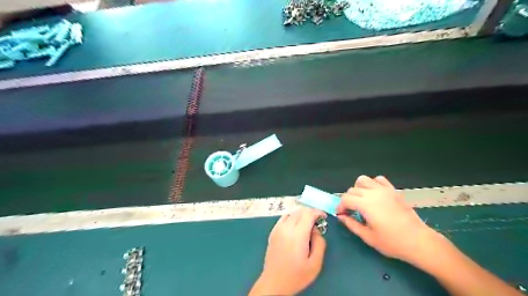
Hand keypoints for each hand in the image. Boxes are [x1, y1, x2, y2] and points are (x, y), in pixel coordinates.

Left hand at [249, 209, 326, 295]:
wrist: (274, 282)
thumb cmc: (296, 275)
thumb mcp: (315, 264)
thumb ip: (319, 243)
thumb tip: (317, 230)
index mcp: (297, 234)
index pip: (308, 214)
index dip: (318, 212)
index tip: (324, 217)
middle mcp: (286, 227)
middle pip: (300, 211)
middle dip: (310, 213)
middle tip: (317, 223)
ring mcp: (277, 229)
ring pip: (291, 213)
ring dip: (301, 215)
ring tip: (306, 225)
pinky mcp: (273, 232)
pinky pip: (283, 218)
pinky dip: (291, 218)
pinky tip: (295, 228)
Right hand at [336, 176, 441, 265]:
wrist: (419, 241)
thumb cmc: (392, 242)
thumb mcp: (368, 237)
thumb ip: (352, 224)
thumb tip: (341, 217)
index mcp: (366, 205)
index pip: (346, 199)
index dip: (340, 206)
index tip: (341, 215)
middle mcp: (373, 193)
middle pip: (352, 189)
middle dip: (347, 199)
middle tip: (351, 211)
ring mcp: (384, 190)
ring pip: (363, 180)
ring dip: (358, 188)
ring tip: (361, 200)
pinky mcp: (393, 190)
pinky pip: (379, 179)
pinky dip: (373, 184)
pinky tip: (375, 195)